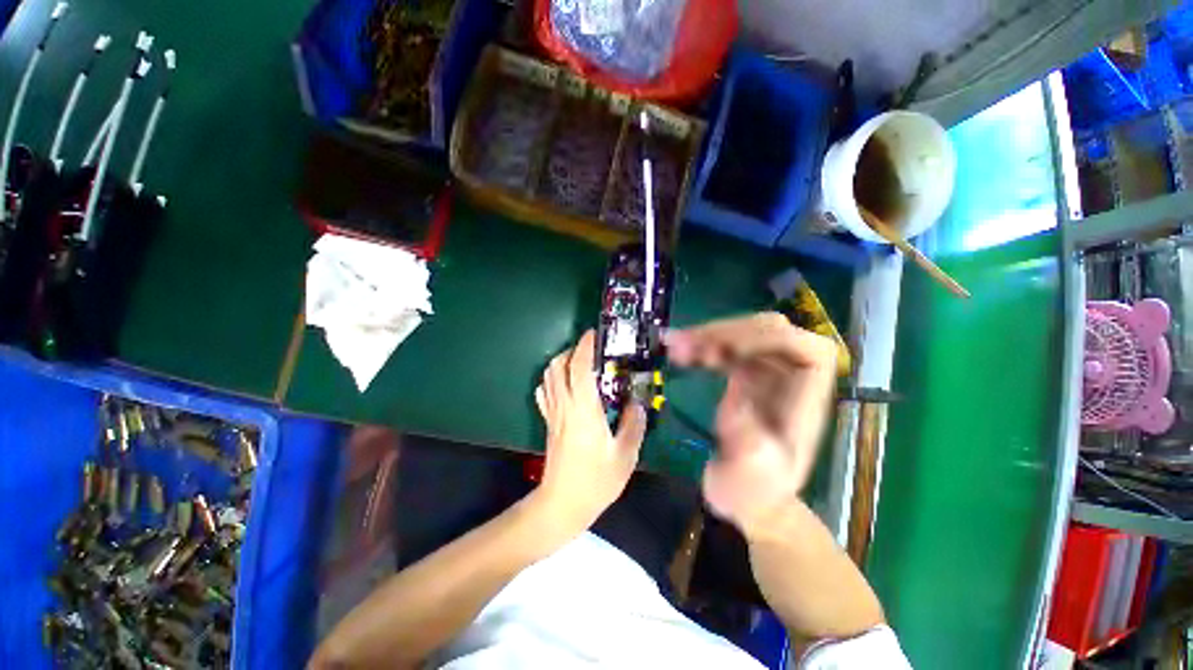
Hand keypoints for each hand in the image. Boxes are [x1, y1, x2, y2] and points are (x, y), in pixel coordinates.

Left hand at [533, 330, 647, 534]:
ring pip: (548, 376)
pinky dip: (552, 379)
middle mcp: (564, 405)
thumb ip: (633, 424)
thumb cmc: (596, 481)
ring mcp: (552, 413)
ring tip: (581, 364)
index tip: (595, 334)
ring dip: (561, 362)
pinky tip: (566, 385)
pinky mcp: (548, 422)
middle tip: (592, 350)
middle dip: (572, 350)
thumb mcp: (625, 455)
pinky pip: (544, 392)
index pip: (580, 367)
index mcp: (584, 409)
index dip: (585, 347)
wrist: (562, 504)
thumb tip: (638, 403)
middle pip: (557, 365)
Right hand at [665, 313, 836, 532]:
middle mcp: (791, 379)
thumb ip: (750, 451)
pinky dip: (703, 344)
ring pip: (744, 333)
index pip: (806, 349)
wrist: (745, 495)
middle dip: (725, 333)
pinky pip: (727, 346)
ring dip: (709, 335)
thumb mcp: (750, 483)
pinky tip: (681, 353)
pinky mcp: (746, 374)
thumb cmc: (753, 493)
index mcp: (806, 401)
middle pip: (769, 331)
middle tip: (685, 346)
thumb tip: (738, 405)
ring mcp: (768, 373)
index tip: (723, 350)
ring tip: (676, 348)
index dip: (769, 339)